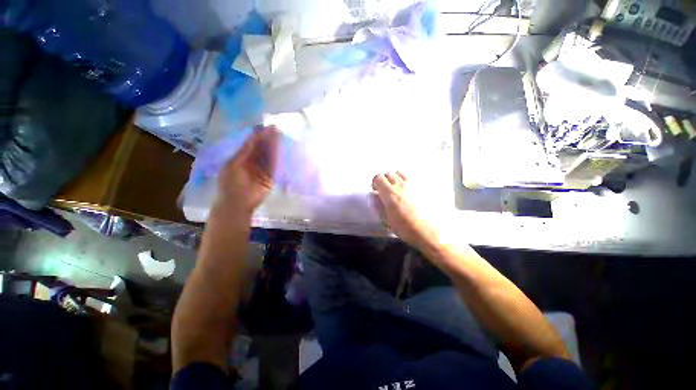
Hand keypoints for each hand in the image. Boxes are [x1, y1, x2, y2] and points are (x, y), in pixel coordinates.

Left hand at [215, 126, 279, 215]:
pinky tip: (279, 149)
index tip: (265, 127)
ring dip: (273, 146)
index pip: (250, 145)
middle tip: (275, 129)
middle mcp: (252, 163)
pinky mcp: (270, 177)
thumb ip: (245, 151)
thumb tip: (254, 136)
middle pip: (261, 149)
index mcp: (240, 159)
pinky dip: (276, 157)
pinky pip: (273, 165)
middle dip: (267, 139)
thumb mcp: (234, 164)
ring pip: (268, 156)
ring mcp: (261, 170)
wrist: (237, 203)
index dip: (257, 136)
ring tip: (279, 135)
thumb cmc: (230, 183)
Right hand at [371, 172, 440, 248]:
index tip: (376, 190)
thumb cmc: (408, 229)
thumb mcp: (389, 220)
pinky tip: (411, 194)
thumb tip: (377, 198)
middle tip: (386, 191)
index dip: (375, 183)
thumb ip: (381, 206)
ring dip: (396, 179)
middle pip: (389, 174)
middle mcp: (402, 184)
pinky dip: (408, 183)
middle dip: (385, 181)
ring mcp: (414, 184)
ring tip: (398, 190)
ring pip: (401, 173)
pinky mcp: (425, 187)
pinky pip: (412, 179)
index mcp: (390, 193)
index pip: (378, 178)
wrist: (433, 232)